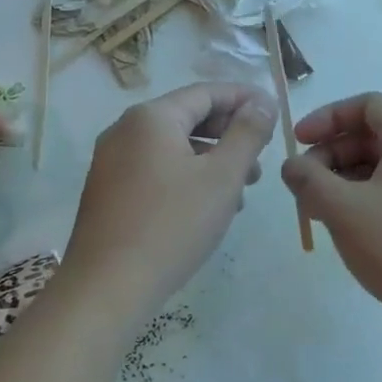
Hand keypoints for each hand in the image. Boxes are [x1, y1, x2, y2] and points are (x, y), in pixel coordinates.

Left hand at [60, 83, 276, 317]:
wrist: (106, 289)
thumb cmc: (172, 225)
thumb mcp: (222, 177)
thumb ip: (247, 133)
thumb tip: (262, 102)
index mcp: (151, 117)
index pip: (206, 92)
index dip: (245, 99)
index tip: (275, 113)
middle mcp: (125, 130)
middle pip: (189, 117)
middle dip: (230, 134)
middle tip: (261, 160)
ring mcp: (112, 162)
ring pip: (174, 147)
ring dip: (212, 160)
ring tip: (242, 191)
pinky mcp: (108, 191)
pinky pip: (156, 170)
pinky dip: (188, 177)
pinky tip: (208, 208)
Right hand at [281, 93, 381, 336]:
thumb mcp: (342, 208)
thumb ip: (308, 179)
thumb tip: (292, 166)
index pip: (367, 105)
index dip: (327, 118)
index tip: (298, 142)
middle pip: (372, 136)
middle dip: (331, 155)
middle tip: (302, 185)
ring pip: (381, 168)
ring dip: (343, 181)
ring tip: (316, 211)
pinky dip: (364, 200)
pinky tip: (344, 228)